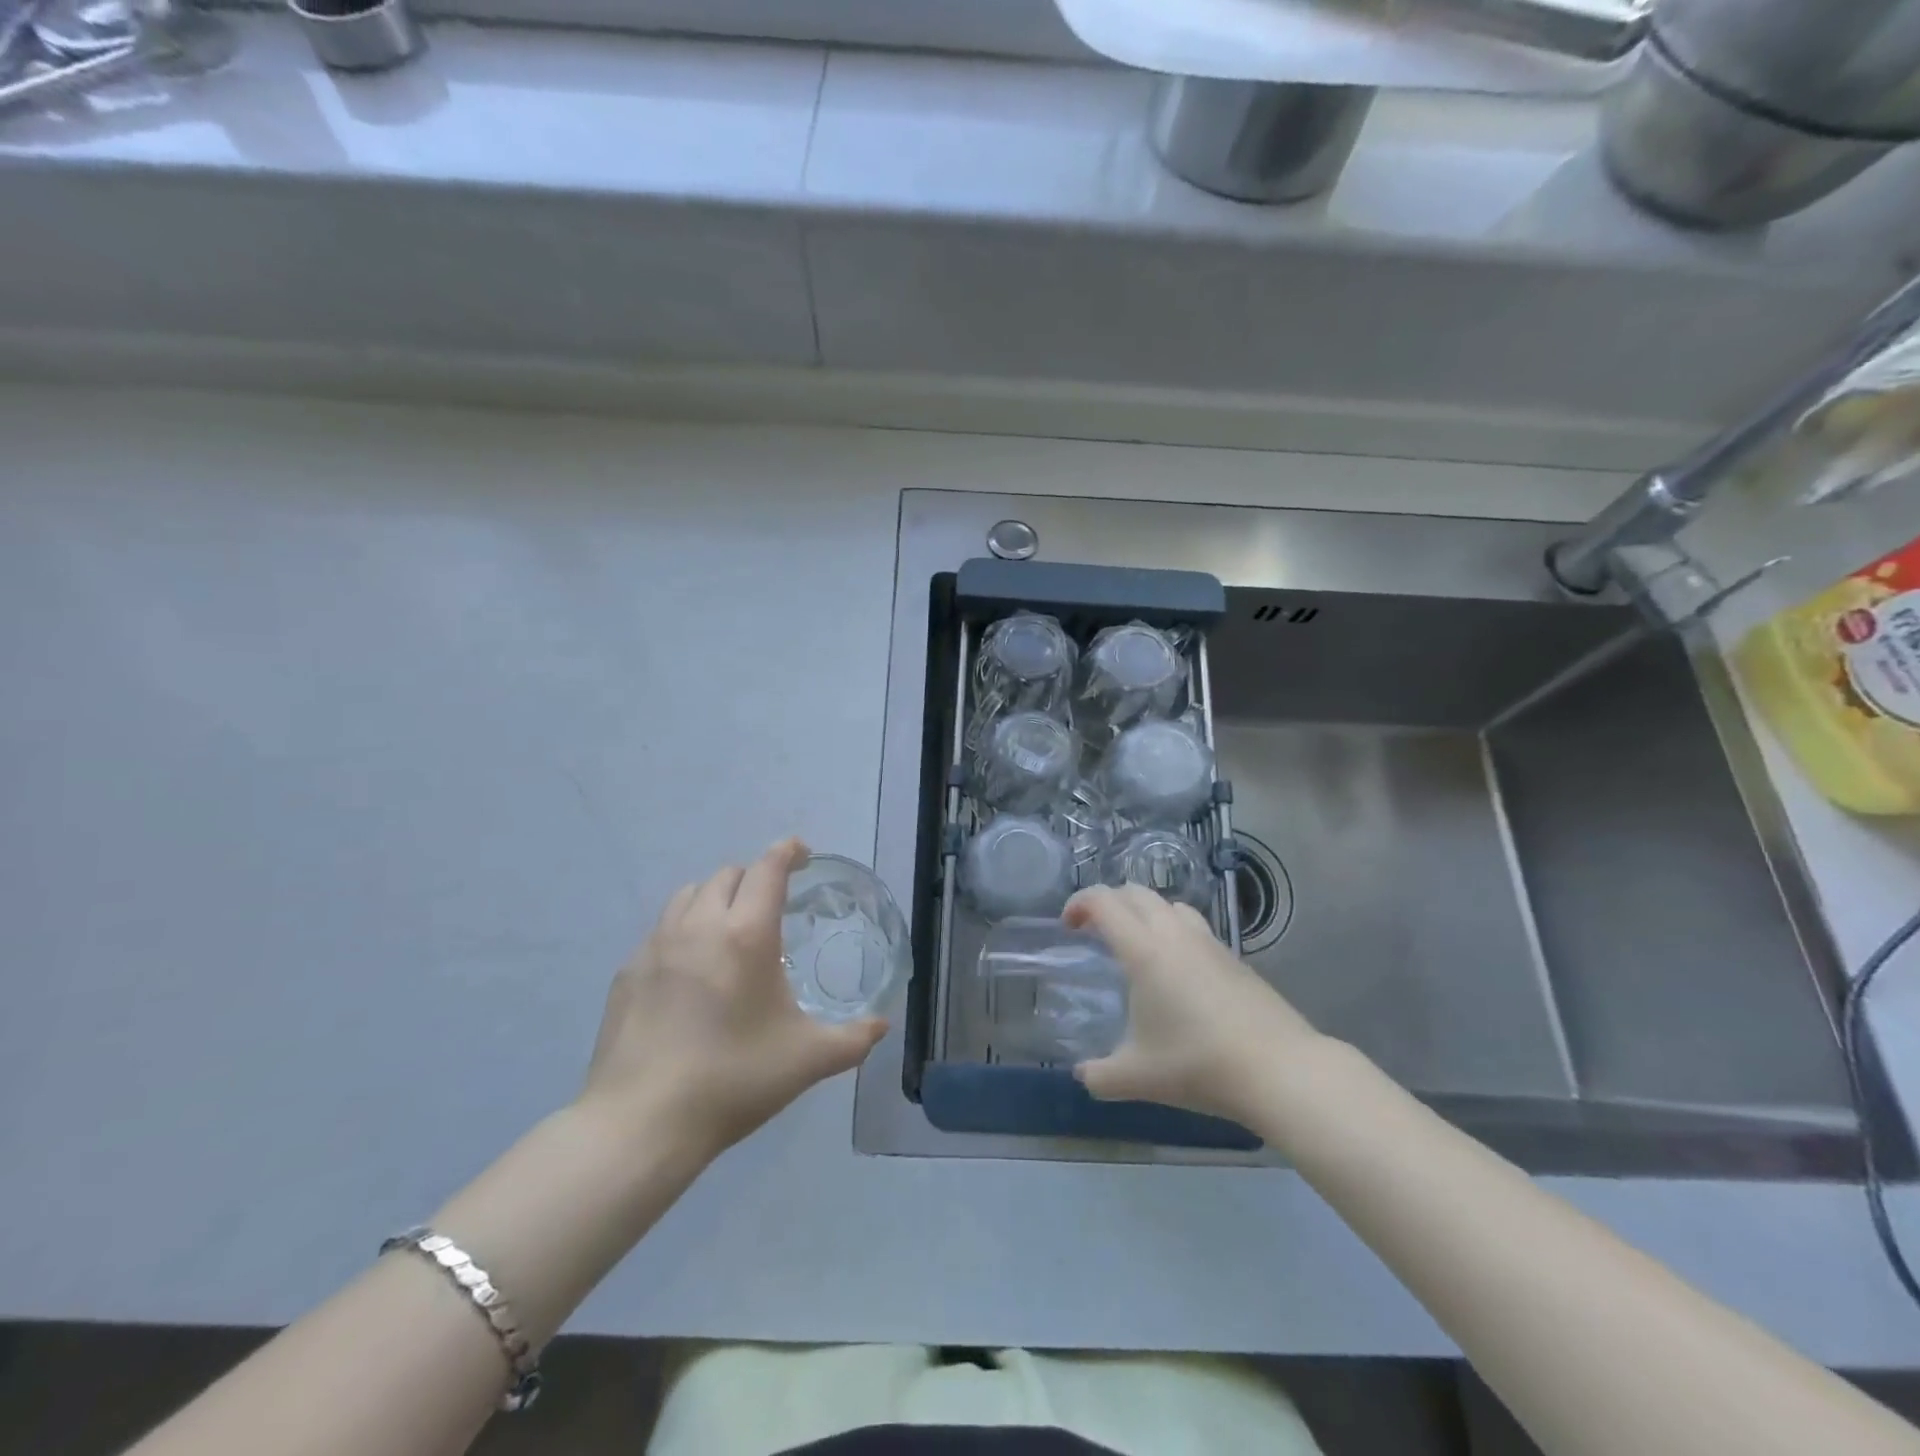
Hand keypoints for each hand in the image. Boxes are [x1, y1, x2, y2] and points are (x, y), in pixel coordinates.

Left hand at [579, 838, 886, 1156]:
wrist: (641, 1124)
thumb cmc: (734, 1080)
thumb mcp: (808, 1060)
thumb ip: (854, 1038)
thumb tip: (883, 1025)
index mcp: (746, 934)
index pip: (768, 869)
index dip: (788, 852)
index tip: (802, 853)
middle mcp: (699, 926)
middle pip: (728, 874)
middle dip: (754, 878)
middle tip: (771, 906)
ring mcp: (656, 946)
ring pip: (689, 895)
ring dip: (715, 898)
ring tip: (728, 931)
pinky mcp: (628, 971)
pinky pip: (661, 930)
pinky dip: (683, 931)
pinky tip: (690, 973)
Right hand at [1063, 884, 1322, 1122]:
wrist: (1278, 1069)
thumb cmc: (1198, 1064)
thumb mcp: (1137, 1077)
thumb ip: (1100, 1075)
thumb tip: (1083, 1075)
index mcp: (1144, 951)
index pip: (1104, 902)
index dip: (1079, 903)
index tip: (1068, 925)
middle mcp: (1174, 934)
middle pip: (1136, 892)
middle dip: (1109, 902)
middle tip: (1095, 930)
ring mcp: (1209, 942)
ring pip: (1169, 904)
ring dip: (1145, 912)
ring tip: (1137, 945)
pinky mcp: (1234, 957)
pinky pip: (1195, 926)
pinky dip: (1174, 931)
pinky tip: (1178, 971)